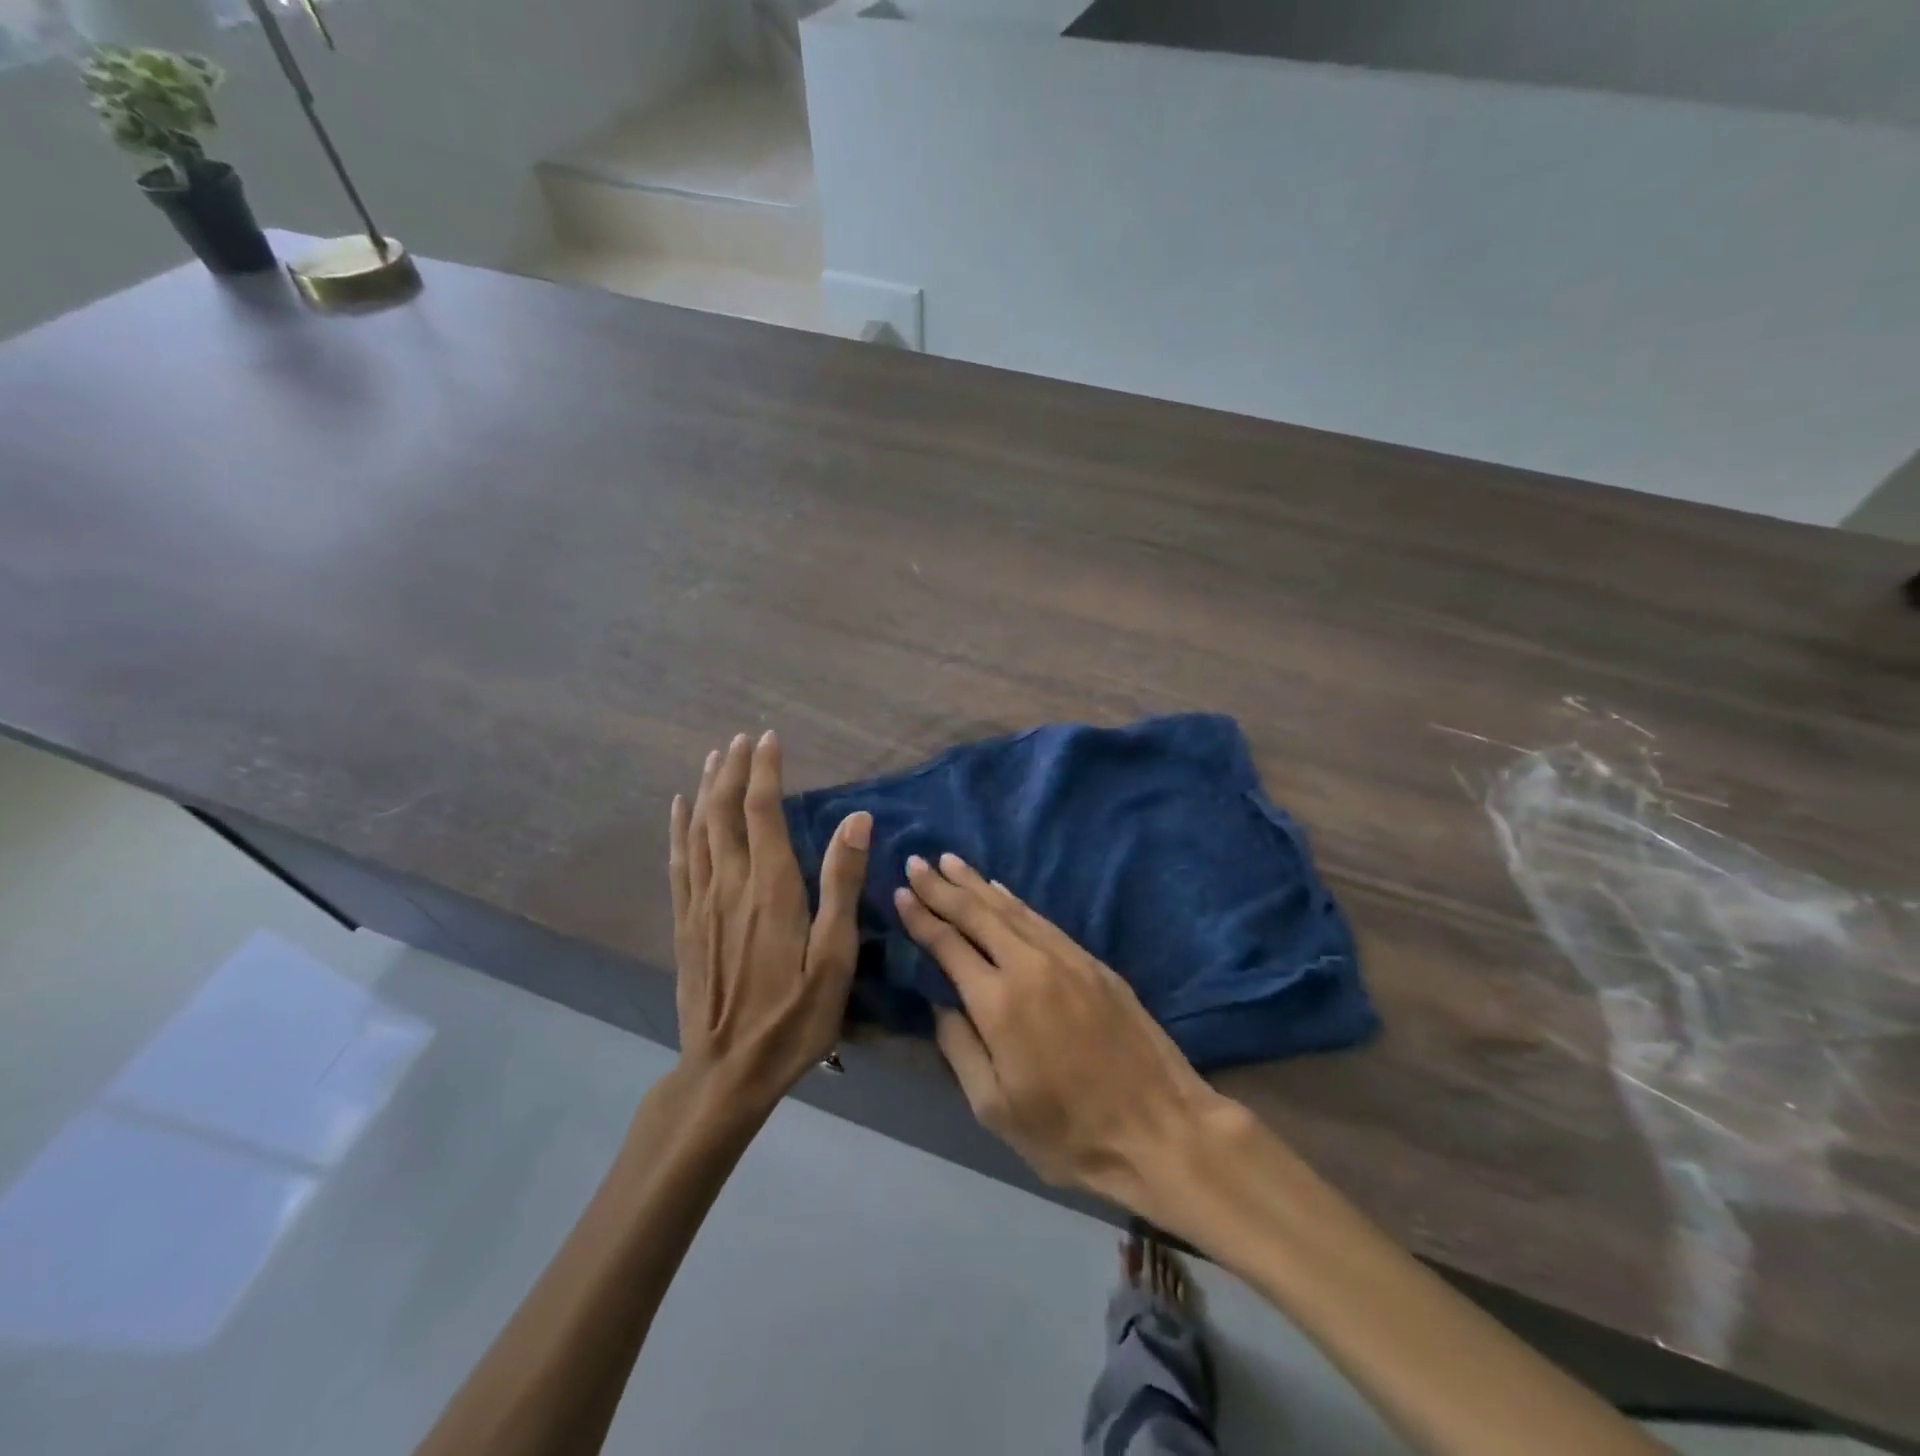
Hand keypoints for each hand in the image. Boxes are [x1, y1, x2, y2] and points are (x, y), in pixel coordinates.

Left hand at [669, 731, 870, 1109]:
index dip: (765, 771)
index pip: (763, 811)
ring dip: (707, 790)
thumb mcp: (834, 957)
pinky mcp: (685, 923)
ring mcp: (701, 903)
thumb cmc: (794, 1017)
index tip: (769, 738)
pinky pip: (679, 862)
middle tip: (741, 739)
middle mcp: (731, 883)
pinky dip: (679, 829)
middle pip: (725, 811)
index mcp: (771, 887)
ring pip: (699, 830)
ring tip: (714, 759)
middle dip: (733, 770)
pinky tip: (679, 810)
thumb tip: (856, 818)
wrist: (726, 1071)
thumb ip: (842, 884)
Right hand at [894, 854, 1233, 1219]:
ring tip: (951, 862)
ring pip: (1012, 909)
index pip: (949, 945)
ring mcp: (1067, 959)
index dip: (922, 916)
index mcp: (999, 1002)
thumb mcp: (995, 1108)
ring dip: (977, 883)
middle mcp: (1030, 966)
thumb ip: (960, 1048)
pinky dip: (1015, 901)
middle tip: (917, 860)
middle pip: (978, 914)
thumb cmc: (1068, 1133)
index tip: (901, 891)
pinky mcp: (1094, 963)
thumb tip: (942, 1003)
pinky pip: (1042, 920)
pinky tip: (1002, 890)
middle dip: (943, 886)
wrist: (1160, 1129)